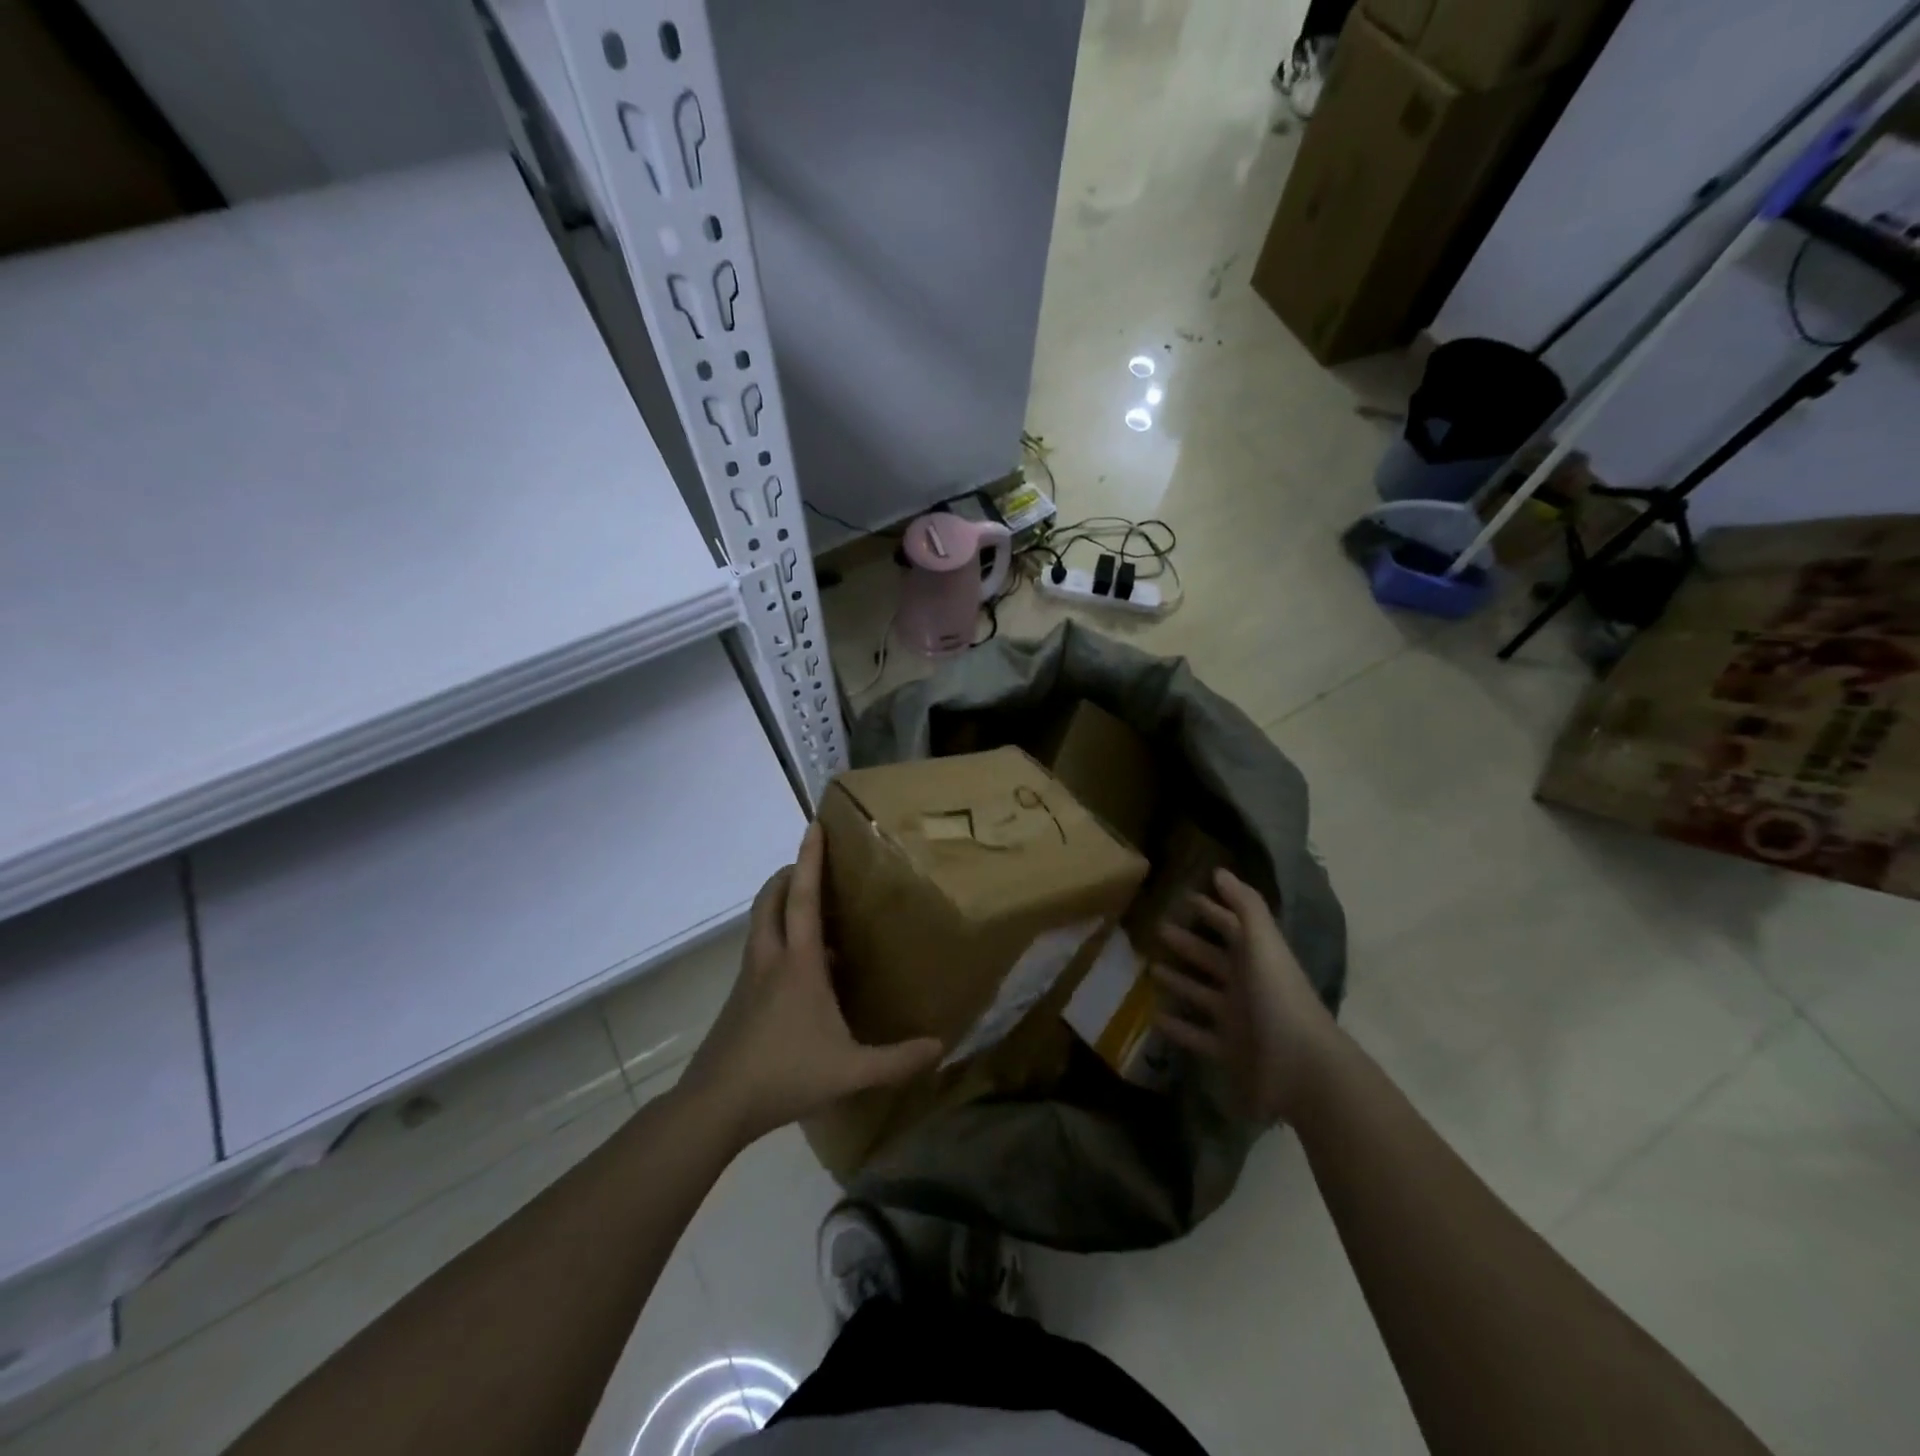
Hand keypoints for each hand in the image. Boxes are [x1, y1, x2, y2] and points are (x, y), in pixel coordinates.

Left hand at [680, 823, 941, 1145]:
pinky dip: (776, 937)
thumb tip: (940, 1047)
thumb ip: (897, 1060)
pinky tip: (800, 970)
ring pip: (760, 923)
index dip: (810, 859)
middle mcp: (769, 959)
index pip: (804, 898)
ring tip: (811, 913)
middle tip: (813, 867)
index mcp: (798, 964)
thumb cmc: (785, 1075)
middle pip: (771, 899)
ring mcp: (749, 977)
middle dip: (789, 874)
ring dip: (780, 904)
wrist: (716, 1104)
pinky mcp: (738, 998)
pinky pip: (759, 949)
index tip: (814, 826)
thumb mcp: (850, 1071)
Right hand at [1151, 868, 1339, 1123]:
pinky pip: (1196, 1035)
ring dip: (1179, 982)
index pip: (1231, 927)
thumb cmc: (1278, 998)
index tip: (1184, 896)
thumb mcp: (1263, 944)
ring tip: (1150, 969)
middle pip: (1213, 959)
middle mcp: (1247, 986)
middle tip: (1157, 929)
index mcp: (1258, 958)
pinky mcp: (1228, 1052)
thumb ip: (1244, 906)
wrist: (1301, 1069)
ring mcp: (1237, 1021)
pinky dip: (1176, 1027)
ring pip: (1202, 996)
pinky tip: (1153, 1017)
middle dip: (1188, 943)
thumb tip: (1219, 871)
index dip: (1211, 910)